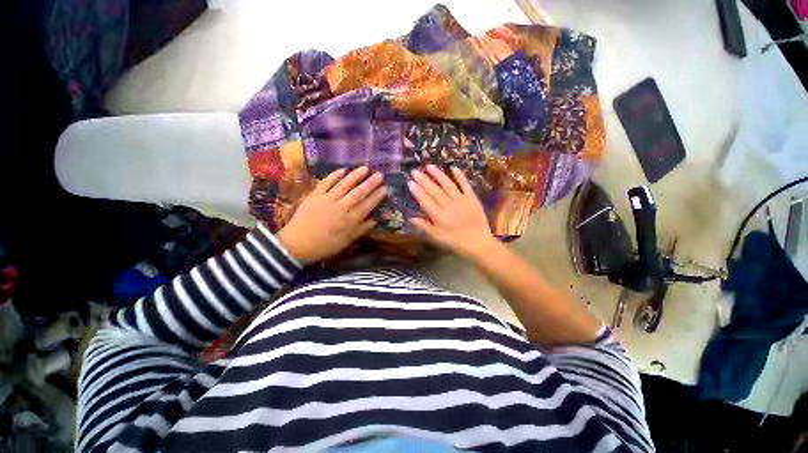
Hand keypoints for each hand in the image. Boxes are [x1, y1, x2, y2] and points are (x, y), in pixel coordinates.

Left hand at [277, 167, 384, 263]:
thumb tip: (375, 219)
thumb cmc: (325, 245)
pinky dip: (334, 175)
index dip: (377, 196)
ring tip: (365, 168)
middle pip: (358, 193)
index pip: (367, 205)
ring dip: (355, 176)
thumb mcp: (347, 241)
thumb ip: (361, 229)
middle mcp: (341, 207)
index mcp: (350, 220)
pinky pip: (326, 183)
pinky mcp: (315, 195)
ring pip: (344, 185)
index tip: (385, 188)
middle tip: (379, 174)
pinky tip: (343, 169)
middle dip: (370, 183)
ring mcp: (327, 200)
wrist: (298, 244)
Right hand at [408, 164, 497, 259]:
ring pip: (447, 185)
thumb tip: (411, 218)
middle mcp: (449, 206)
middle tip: (415, 171)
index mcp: (439, 216)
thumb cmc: (455, 242)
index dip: (417, 191)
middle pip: (434, 191)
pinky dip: (459, 176)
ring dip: (438, 175)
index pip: (425, 201)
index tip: (410, 182)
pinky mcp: (472, 198)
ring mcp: (461, 200)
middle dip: (424, 180)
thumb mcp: (437, 237)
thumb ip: (424, 226)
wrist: (478, 243)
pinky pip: (465, 185)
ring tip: (429, 166)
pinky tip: (453, 168)